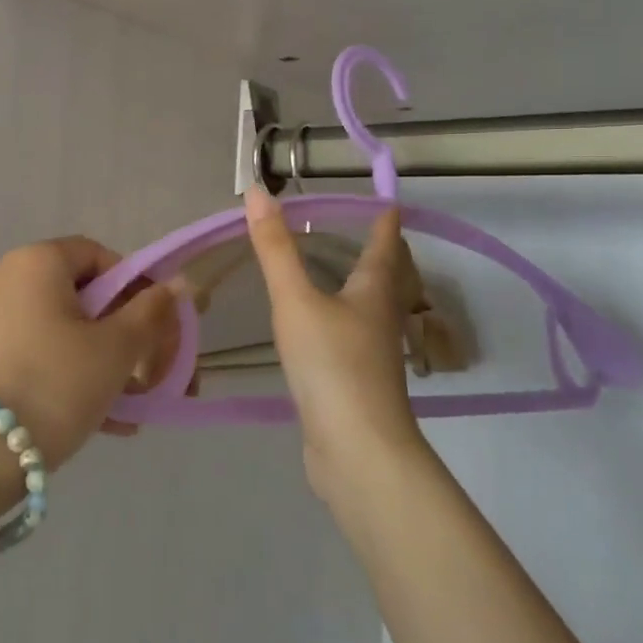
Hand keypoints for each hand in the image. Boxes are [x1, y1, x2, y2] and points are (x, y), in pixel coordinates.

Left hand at [0, 237, 179, 470]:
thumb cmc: (52, 384)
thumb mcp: (114, 350)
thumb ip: (151, 313)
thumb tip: (182, 282)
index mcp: (38, 261)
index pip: (100, 256)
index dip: (137, 288)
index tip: (158, 330)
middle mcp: (6, 280)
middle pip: (83, 298)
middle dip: (126, 337)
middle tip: (152, 377)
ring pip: (63, 334)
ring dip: (104, 365)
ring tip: (132, 410)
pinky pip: (37, 359)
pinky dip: (70, 380)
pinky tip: (103, 424)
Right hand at [244, 184, 426, 500]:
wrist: (357, 450)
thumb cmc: (332, 364)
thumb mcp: (296, 300)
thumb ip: (274, 249)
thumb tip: (257, 191)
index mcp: (374, 291)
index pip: (385, 243)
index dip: (383, 219)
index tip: (384, 201)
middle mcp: (381, 317)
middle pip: (386, 276)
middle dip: (378, 253)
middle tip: (361, 231)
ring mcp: (373, 353)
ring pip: (370, 308)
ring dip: (360, 286)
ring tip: (339, 272)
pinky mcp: (358, 382)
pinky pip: (352, 337)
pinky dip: (341, 319)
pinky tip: (322, 327)